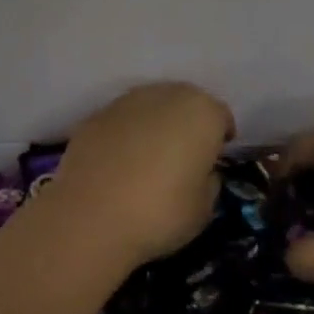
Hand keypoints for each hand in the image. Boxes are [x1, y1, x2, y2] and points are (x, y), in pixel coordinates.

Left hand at [50, 83, 235, 267]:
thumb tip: (202, 173)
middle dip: (188, 124)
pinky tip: (119, 164)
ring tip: (149, 159)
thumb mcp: (204, 209)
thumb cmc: (161, 213)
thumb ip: (210, 182)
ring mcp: (127, 102)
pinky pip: (122, 121)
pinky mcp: (96, 115)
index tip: (215, 160)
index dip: (220, 138)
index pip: (221, 117)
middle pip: (186, 103)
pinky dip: (125, 135)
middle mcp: (167, 95)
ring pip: (151, 107)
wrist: (91, 217)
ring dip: (155, 125)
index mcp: (203, 113)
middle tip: (184, 156)